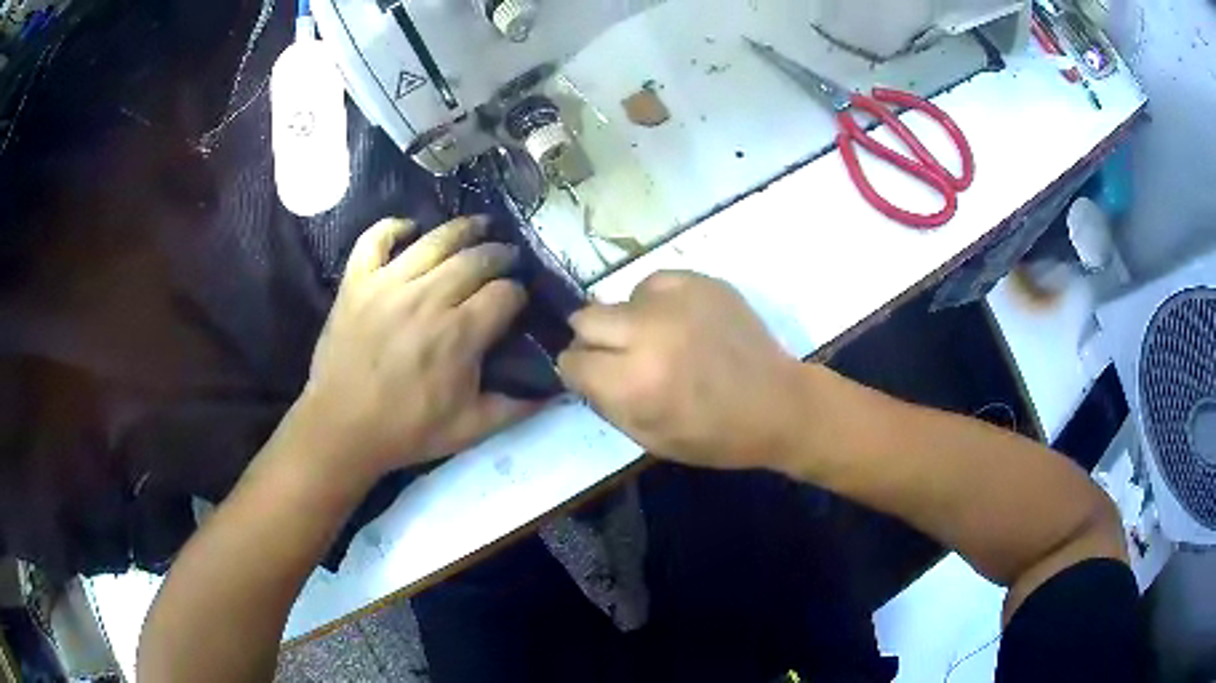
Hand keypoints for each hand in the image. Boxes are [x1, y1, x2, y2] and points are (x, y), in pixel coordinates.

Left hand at [292, 216, 537, 486]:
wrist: (341, 428)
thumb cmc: (407, 430)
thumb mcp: (471, 429)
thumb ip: (518, 408)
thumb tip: (558, 392)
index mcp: (459, 334)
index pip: (505, 293)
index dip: (519, 294)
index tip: (518, 302)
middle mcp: (428, 298)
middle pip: (477, 258)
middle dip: (501, 254)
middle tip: (508, 258)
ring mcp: (388, 284)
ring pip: (435, 239)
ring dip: (464, 229)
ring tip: (479, 226)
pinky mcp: (357, 282)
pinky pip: (376, 239)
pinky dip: (393, 227)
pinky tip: (410, 229)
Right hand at [558, 272, 805, 470]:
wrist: (778, 403)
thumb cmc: (714, 434)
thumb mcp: (648, 438)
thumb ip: (605, 402)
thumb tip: (580, 369)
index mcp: (634, 383)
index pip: (572, 361)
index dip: (580, 372)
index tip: (595, 377)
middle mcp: (648, 333)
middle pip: (584, 318)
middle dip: (594, 340)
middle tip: (621, 356)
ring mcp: (676, 301)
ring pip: (619, 299)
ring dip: (628, 322)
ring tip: (660, 340)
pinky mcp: (700, 281)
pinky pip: (653, 284)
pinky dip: (656, 303)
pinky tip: (680, 322)